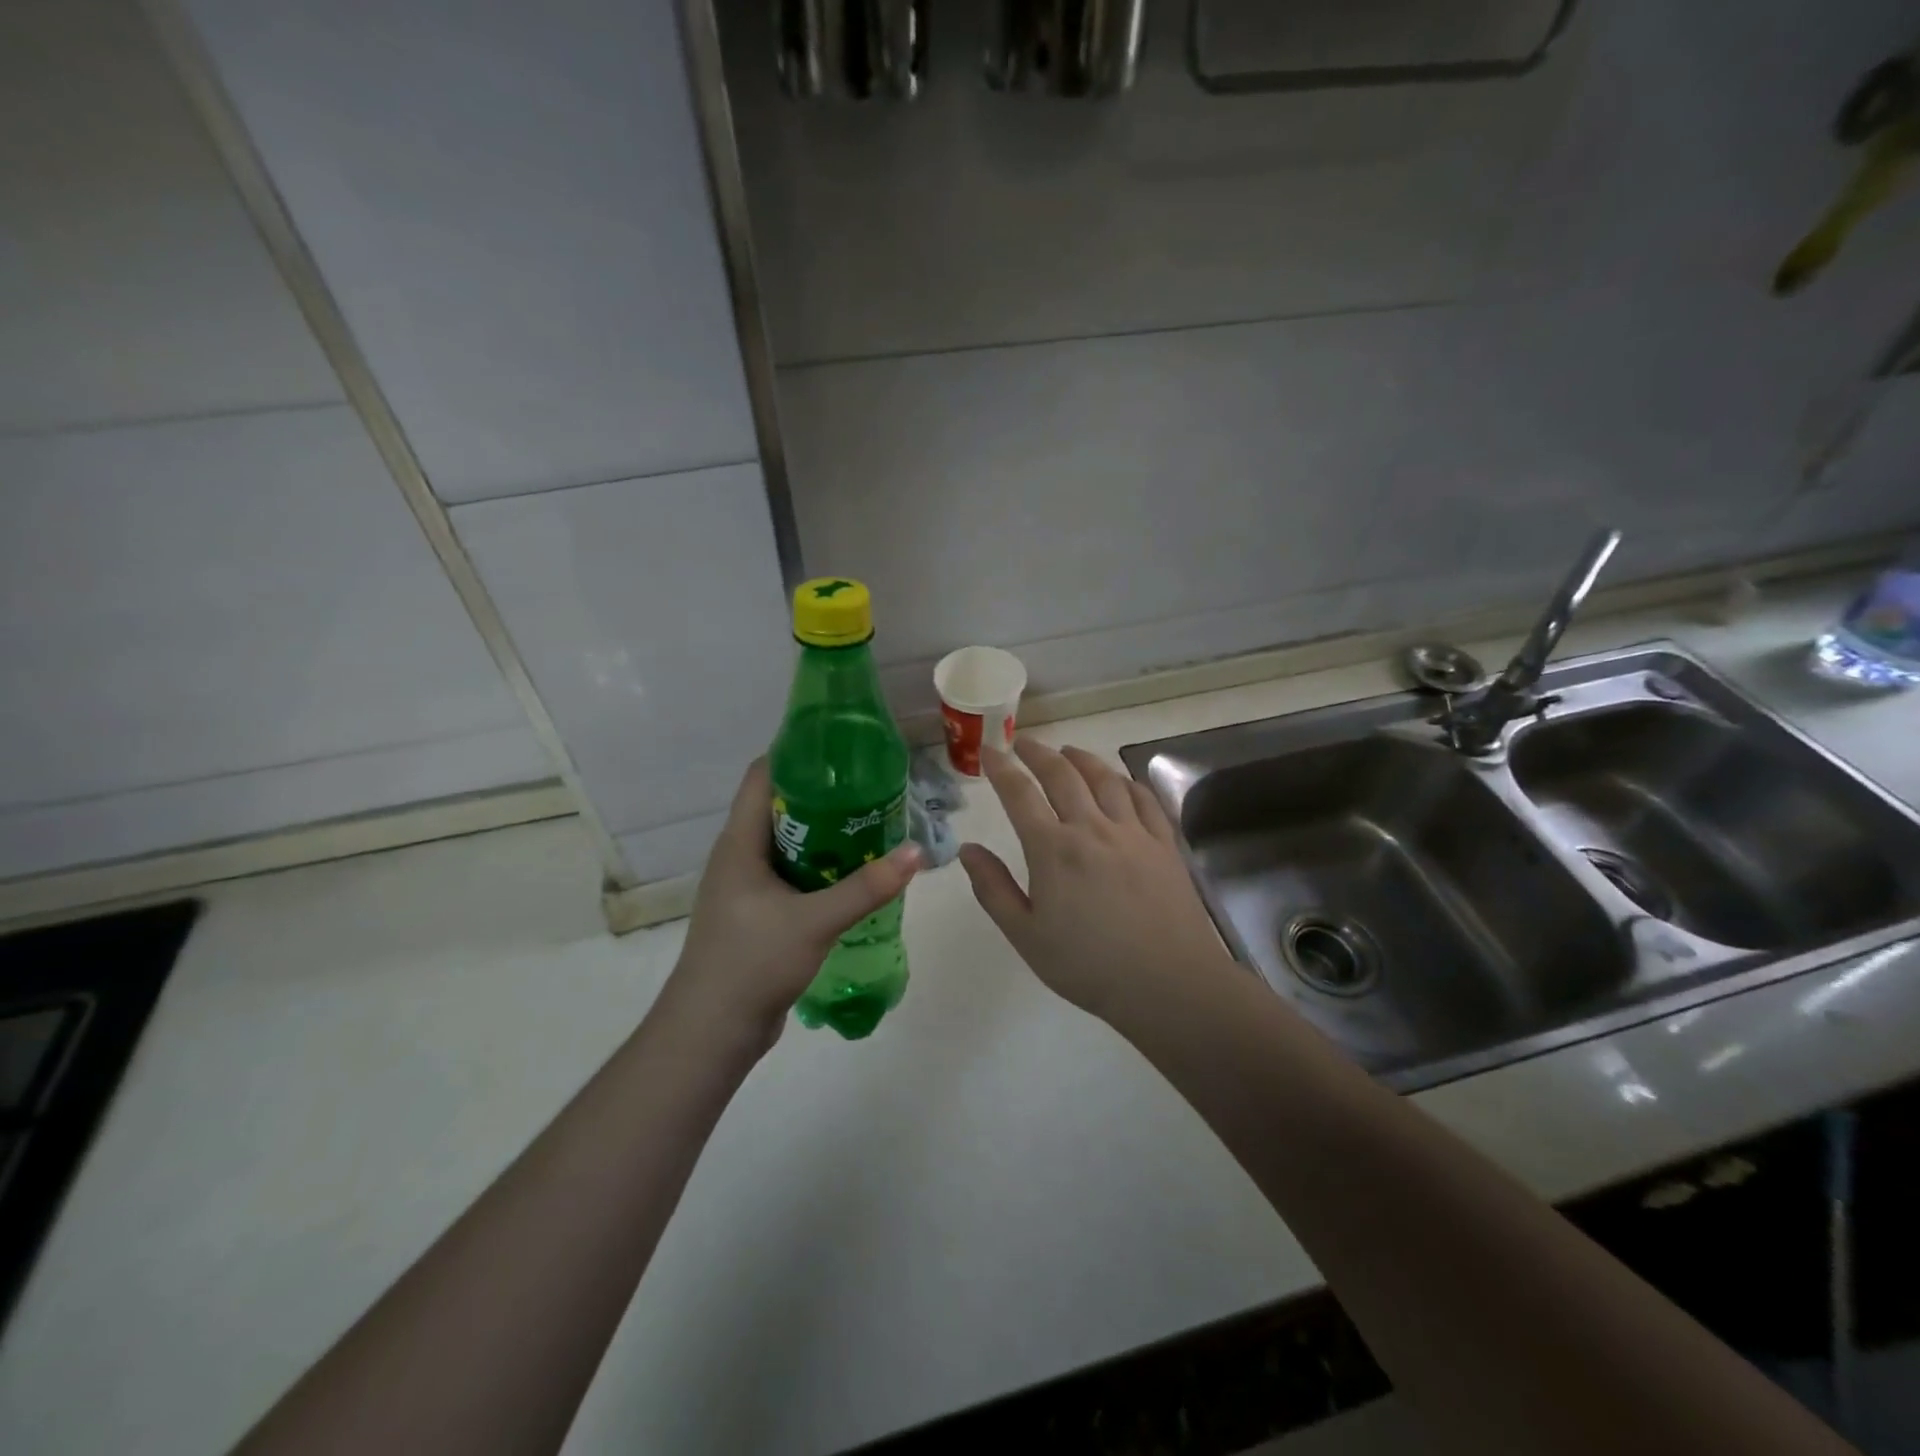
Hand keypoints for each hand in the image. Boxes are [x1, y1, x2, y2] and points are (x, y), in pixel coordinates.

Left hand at [666, 759, 920, 1051]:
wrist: (712, 1030)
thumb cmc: (752, 962)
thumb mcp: (815, 921)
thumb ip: (866, 887)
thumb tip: (917, 852)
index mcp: (739, 843)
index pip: (761, 775)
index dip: (795, 752)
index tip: (840, 746)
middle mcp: (739, 857)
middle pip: (779, 805)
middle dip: (822, 792)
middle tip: (869, 785)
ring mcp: (746, 887)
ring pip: (788, 842)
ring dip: (824, 832)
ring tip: (869, 822)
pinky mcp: (757, 913)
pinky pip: (792, 874)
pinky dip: (820, 865)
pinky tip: (853, 872)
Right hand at [959, 739, 1232, 1022]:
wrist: (1168, 982)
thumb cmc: (1088, 965)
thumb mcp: (1026, 936)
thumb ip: (993, 889)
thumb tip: (967, 850)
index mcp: (1053, 849)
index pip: (1020, 795)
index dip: (1001, 769)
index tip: (990, 752)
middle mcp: (1091, 828)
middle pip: (1062, 775)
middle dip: (1039, 753)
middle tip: (1024, 742)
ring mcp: (1132, 832)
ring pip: (1104, 779)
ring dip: (1082, 759)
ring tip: (1068, 751)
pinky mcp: (1163, 843)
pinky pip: (1143, 798)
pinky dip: (1126, 781)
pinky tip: (1120, 780)